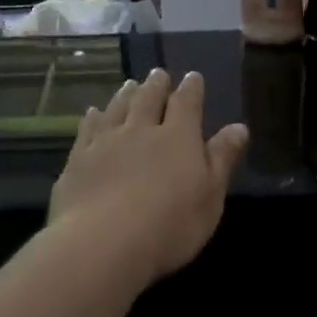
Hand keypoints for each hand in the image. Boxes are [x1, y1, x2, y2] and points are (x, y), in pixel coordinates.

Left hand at [49, 68, 249, 286]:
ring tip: (130, 84)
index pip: (187, 104)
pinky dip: (93, 117)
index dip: (191, 89)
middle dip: (157, 85)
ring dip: (126, 94)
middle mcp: (141, 130)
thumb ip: (222, 159)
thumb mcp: (210, 196)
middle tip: (158, 74)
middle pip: (148, 99)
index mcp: (178, 137)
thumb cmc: (170, 225)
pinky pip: (87, 129)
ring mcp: (105, 142)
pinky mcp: (78, 160)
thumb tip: (239, 127)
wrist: (102, 243)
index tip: (193, 77)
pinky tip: (93, 113)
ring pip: (117, 108)